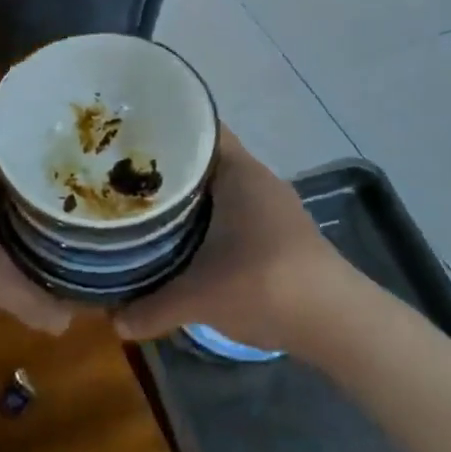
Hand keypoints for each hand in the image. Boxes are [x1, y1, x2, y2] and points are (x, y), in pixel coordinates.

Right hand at [112, 127, 360, 357]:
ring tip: (145, 206)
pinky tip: (183, 240)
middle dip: (168, 168)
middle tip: (122, 175)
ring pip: (220, 189)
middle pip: (205, 160)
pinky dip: (208, 220)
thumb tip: (113, 322)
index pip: (200, 129)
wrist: (336, 322)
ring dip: (189, 198)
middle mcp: (258, 180)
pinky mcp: (280, 234)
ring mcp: (273, 207)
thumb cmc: (263, 285)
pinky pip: (234, 212)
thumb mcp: (198, 298)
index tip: (127, 137)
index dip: (165, 129)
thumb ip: (152, 307)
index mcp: (239, 172)